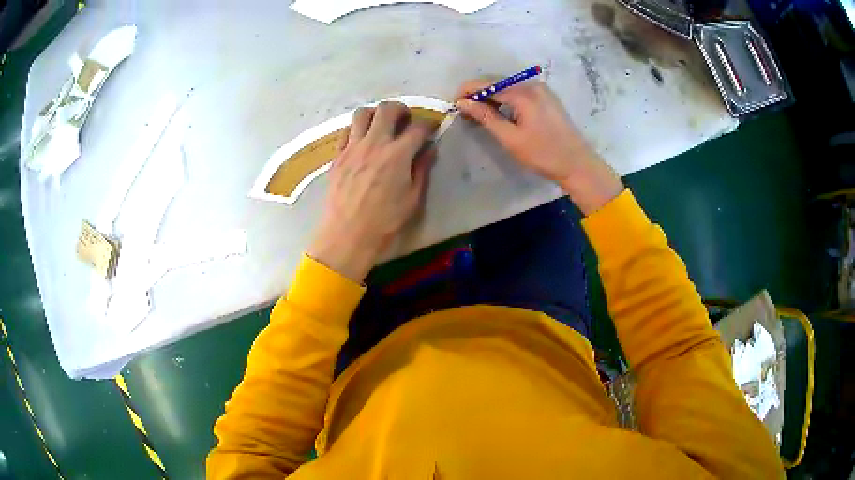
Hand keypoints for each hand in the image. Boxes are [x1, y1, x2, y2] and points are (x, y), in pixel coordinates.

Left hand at [307, 102, 435, 281]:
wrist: (348, 234)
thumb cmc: (385, 221)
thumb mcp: (413, 198)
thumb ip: (422, 169)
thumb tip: (429, 149)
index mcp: (398, 154)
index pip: (418, 127)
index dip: (429, 124)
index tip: (431, 128)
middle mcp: (374, 143)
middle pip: (387, 109)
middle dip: (400, 109)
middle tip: (404, 119)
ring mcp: (352, 147)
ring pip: (362, 113)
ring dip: (375, 114)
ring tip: (381, 125)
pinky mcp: (338, 156)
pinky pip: (346, 131)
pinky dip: (357, 129)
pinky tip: (362, 140)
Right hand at [456, 80, 623, 214]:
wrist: (577, 164)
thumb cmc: (543, 154)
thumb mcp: (511, 138)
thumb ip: (486, 117)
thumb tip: (463, 103)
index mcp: (524, 93)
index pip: (488, 84)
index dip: (468, 91)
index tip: (454, 103)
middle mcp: (532, 85)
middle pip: (498, 82)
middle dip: (479, 94)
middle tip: (465, 111)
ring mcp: (542, 90)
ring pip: (508, 87)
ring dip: (492, 97)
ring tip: (479, 114)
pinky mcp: (546, 97)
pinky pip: (519, 92)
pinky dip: (506, 99)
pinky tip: (499, 112)